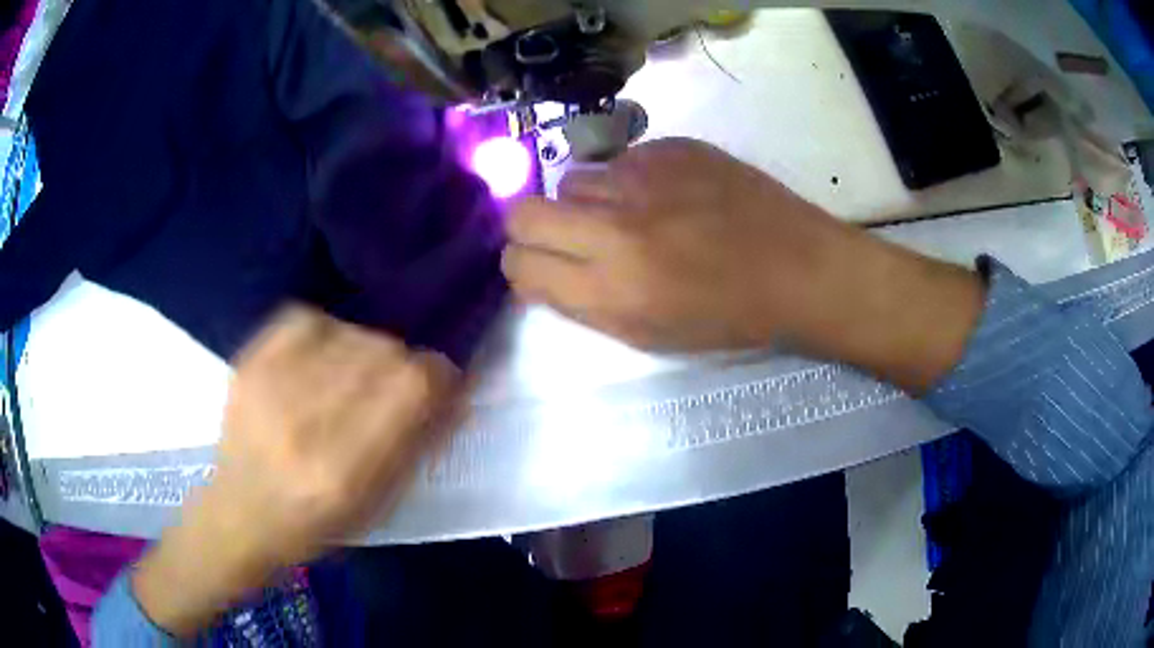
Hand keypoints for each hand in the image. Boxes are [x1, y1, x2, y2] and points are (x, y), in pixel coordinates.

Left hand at [133, 306, 457, 636]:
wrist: (239, 514)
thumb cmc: (314, 526)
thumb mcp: (376, 508)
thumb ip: (416, 447)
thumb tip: (451, 391)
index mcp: (343, 472)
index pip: (412, 387)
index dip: (439, 376)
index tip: (441, 384)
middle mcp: (304, 423)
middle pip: (384, 351)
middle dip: (404, 365)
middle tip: (395, 387)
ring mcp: (270, 387)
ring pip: (350, 331)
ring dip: (367, 350)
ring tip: (353, 377)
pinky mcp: (248, 364)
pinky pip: (306, 318)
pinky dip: (327, 331)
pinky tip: (323, 356)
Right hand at [503, 138, 983, 391]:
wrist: (801, 269)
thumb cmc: (731, 317)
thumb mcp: (650, 334)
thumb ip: (585, 304)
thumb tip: (541, 272)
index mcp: (613, 291)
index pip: (520, 265)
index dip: (522, 267)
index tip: (540, 268)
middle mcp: (617, 229)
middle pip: (523, 212)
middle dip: (530, 228)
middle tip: (563, 237)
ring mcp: (644, 178)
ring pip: (571, 180)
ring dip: (587, 202)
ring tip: (630, 216)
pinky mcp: (672, 147)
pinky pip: (621, 161)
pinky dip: (630, 181)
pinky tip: (670, 196)